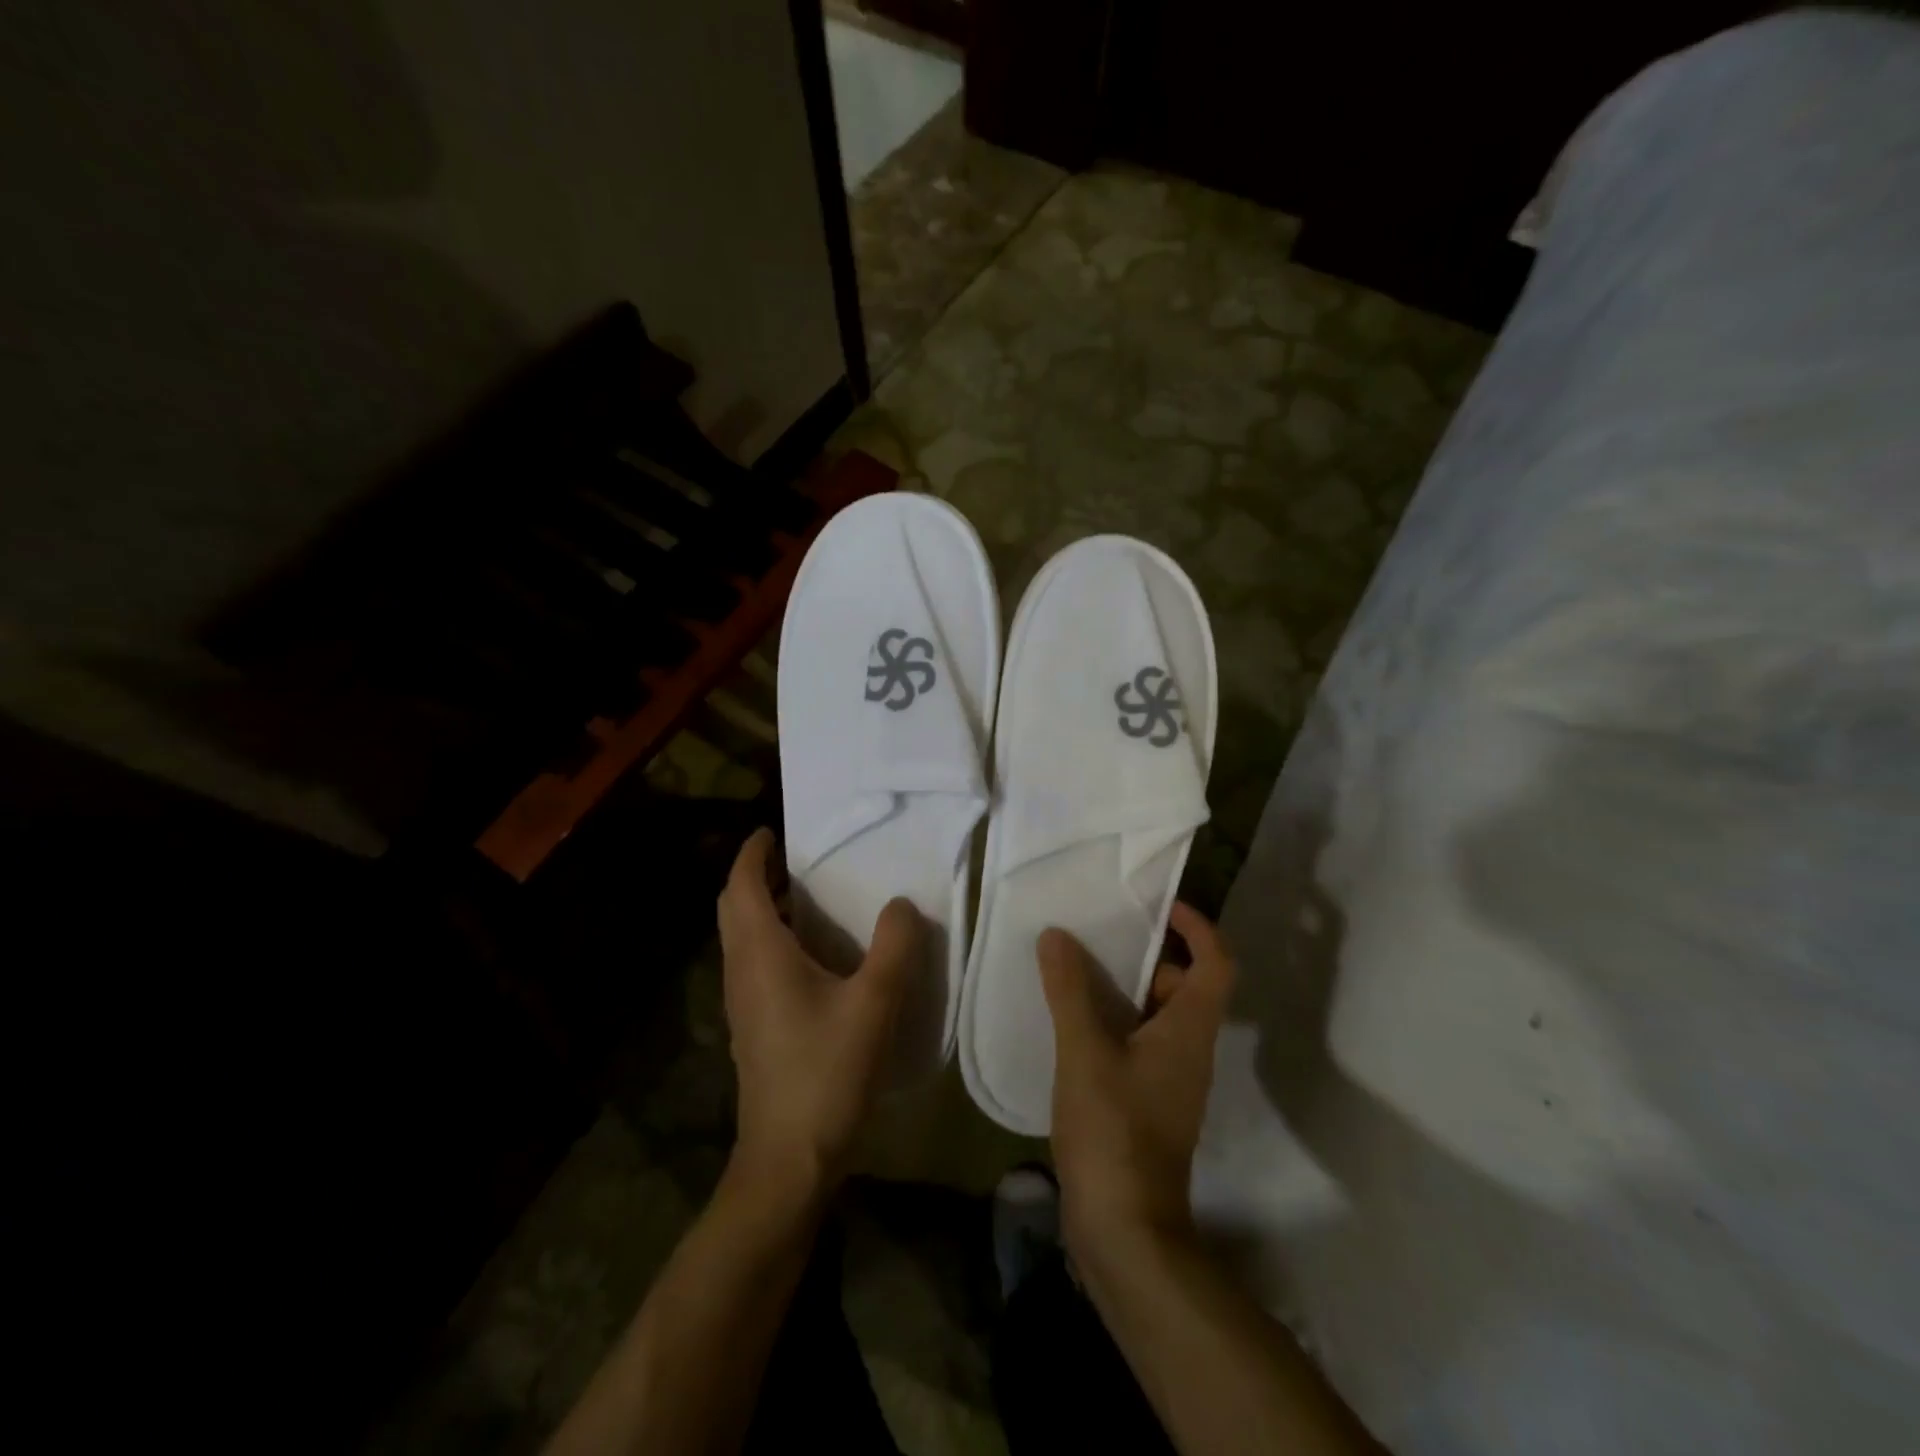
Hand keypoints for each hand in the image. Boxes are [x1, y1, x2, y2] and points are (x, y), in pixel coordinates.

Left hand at [716, 829, 922, 1204]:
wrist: (788, 1159)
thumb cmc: (826, 1073)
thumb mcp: (874, 1004)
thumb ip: (894, 946)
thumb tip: (900, 904)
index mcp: (761, 954)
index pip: (741, 886)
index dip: (753, 854)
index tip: (773, 832)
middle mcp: (741, 971)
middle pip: (734, 908)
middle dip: (756, 876)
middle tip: (795, 859)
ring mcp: (742, 1003)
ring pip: (741, 937)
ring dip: (763, 907)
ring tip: (808, 896)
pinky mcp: (753, 1027)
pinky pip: (754, 963)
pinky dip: (772, 939)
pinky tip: (813, 955)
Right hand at [1039, 903, 1235, 1262]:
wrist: (1125, 1230)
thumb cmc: (1114, 1131)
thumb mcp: (1085, 1052)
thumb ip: (1070, 990)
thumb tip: (1057, 936)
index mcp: (1189, 1031)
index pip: (1216, 963)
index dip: (1198, 927)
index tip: (1161, 906)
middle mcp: (1190, 1051)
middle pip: (1185, 986)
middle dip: (1148, 956)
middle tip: (1100, 940)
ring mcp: (1171, 1082)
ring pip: (1158, 1017)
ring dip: (1125, 990)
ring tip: (1075, 974)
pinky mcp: (1149, 1105)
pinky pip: (1139, 1044)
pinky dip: (1114, 1024)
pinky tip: (1072, 1026)